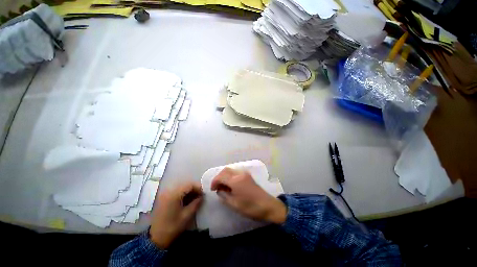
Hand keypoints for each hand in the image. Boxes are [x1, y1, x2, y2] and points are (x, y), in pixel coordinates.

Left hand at [149, 182, 202, 248]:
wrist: (156, 238)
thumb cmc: (172, 227)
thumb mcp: (187, 215)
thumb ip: (196, 203)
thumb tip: (202, 196)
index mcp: (174, 195)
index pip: (189, 185)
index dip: (198, 187)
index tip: (204, 193)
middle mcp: (168, 191)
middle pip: (185, 185)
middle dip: (194, 189)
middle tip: (200, 196)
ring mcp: (165, 194)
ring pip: (181, 188)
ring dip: (189, 191)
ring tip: (195, 198)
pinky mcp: (163, 198)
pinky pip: (176, 192)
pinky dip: (183, 194)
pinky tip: (187, 200)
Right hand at [211, 167, 286, 223]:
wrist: (267, 205)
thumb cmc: (250, 207)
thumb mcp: (234, 204)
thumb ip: (224, 196)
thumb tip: (219, 191)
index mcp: (236, 181)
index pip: (221, 176)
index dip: (214, 182)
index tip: (212, 189)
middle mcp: (240, 174)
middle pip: (226, 170)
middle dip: (219, 177)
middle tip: (216, 187)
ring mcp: (245, 173)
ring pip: (231, 170)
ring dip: (225, 176)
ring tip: (223, 186)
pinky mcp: (248, 175)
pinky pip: (236, 172)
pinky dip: (230, 176)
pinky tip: (230, 184)